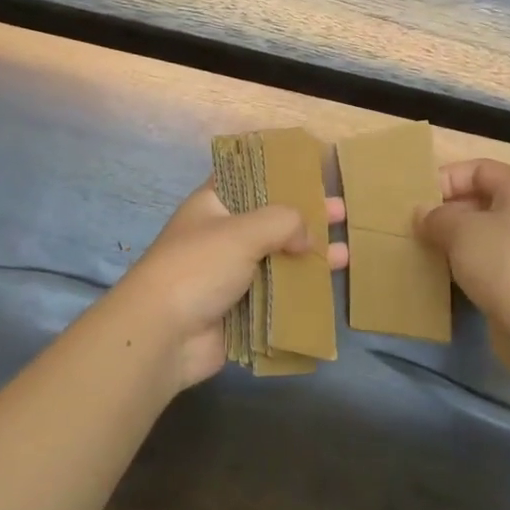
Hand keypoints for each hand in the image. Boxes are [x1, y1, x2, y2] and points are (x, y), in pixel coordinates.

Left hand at [106, 181, 348, 390]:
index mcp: (214, 205)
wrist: (162, 336)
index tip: (312, 173)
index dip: (279, 173)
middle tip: (342, 211)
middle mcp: (223, 235)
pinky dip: (300, 292)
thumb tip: (307, 237)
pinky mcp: (240, 310)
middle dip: (306, 217)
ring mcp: (231, 275)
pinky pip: (276, 296)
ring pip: (278, 259)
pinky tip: (329, 289)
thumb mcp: (242, 230)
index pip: (249, 179)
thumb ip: (282, 222)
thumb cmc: (198, 267)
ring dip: (310, 256)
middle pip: (271, 220)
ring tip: (346, 253)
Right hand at [418, 159, 509, 352]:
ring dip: (452, 240)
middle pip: (480, 199)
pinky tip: (441, 274)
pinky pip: (486, 262)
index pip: (478, 169)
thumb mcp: (461, 230)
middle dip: (446, 211)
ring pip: (481, 233)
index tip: (418, 200)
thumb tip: (421, 213)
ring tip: (422, 248)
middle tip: (414, 226)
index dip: (447, 179)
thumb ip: (436, 216)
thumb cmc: (504, 262)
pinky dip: (464, 264)